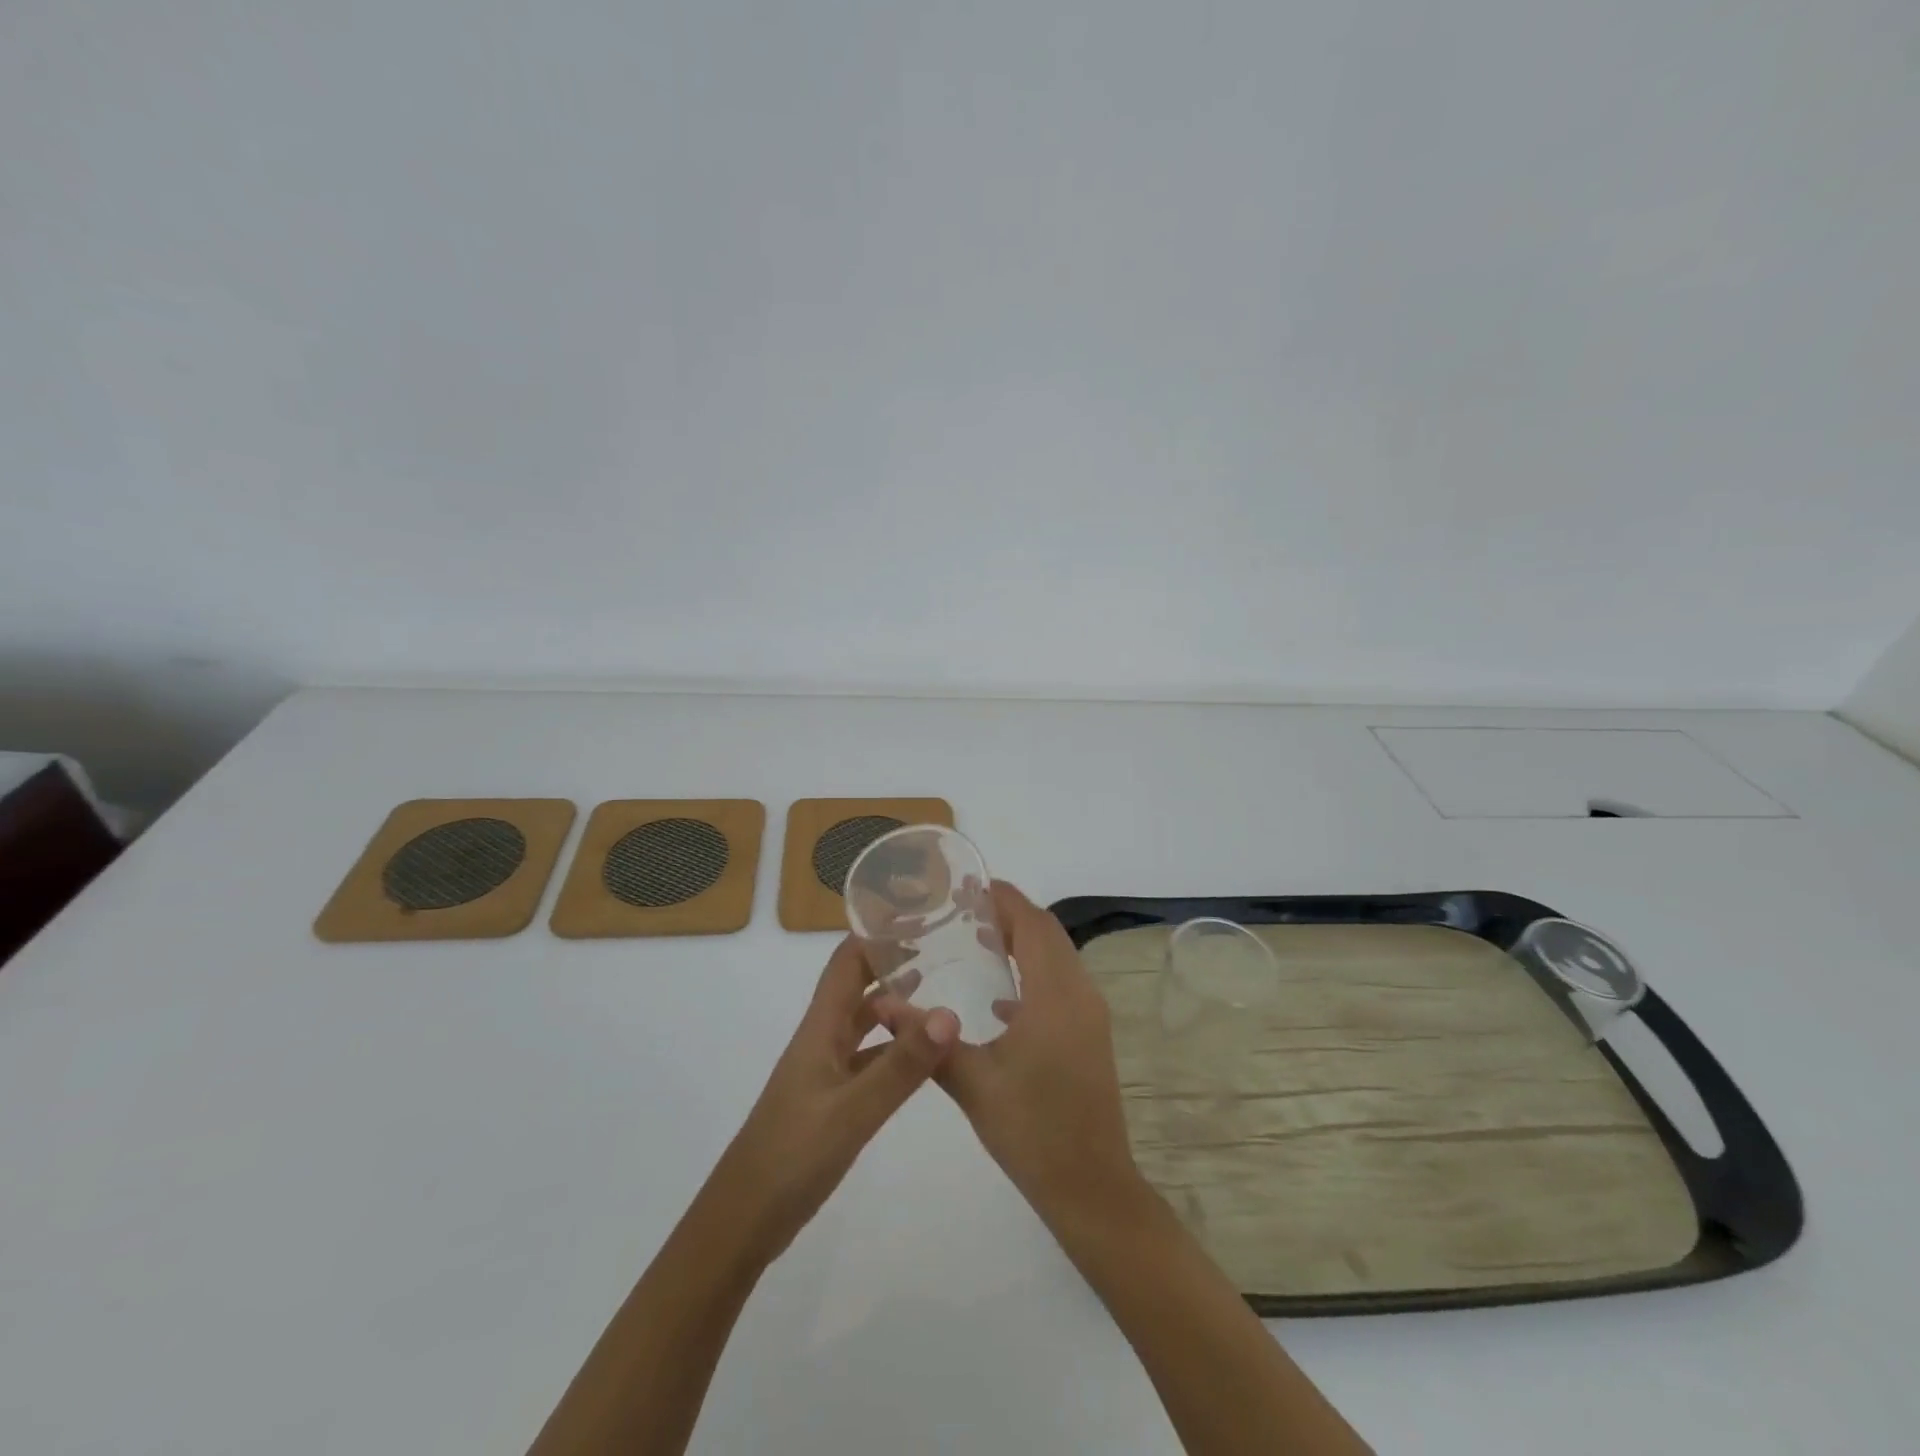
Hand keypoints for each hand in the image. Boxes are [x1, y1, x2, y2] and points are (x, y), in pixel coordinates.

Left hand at [706, 936, 958, 1263]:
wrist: (742, 1221)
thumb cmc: (791, 1157)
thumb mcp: (852, 1111)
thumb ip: (901, 1066)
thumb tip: (950, 1014)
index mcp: (820, 1028)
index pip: (847, 962)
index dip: (876, 932)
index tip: (918, 913)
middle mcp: (821, 1039)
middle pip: (857, 985)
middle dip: (892, 960)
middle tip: (943, 947)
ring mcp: (824, 1070)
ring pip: (863, 1022)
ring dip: (895, 1003)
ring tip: (940, 989)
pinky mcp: (830, 1100)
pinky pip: (867, 1058)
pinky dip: (893, 1047)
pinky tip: (921, 1057)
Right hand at [934, 881, 1147, 1230]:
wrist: (1091, 1188)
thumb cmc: (1031, 1131)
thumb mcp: (972, 1082)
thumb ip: (927, 1038)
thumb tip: (880, 1003)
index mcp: (1055, 994)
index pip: (1032, 924)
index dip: (1004, 898)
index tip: (968, 885)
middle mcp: (1080, 993)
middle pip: (1047, 934)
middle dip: (1011, 914)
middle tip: (964, 910)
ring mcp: (1090, 1014)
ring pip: (1058, 957)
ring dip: (1023, 941)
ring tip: (977, 939)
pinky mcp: (1090, 1034)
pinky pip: (1062, 983)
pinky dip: (1033, 972)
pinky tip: (999, 997)